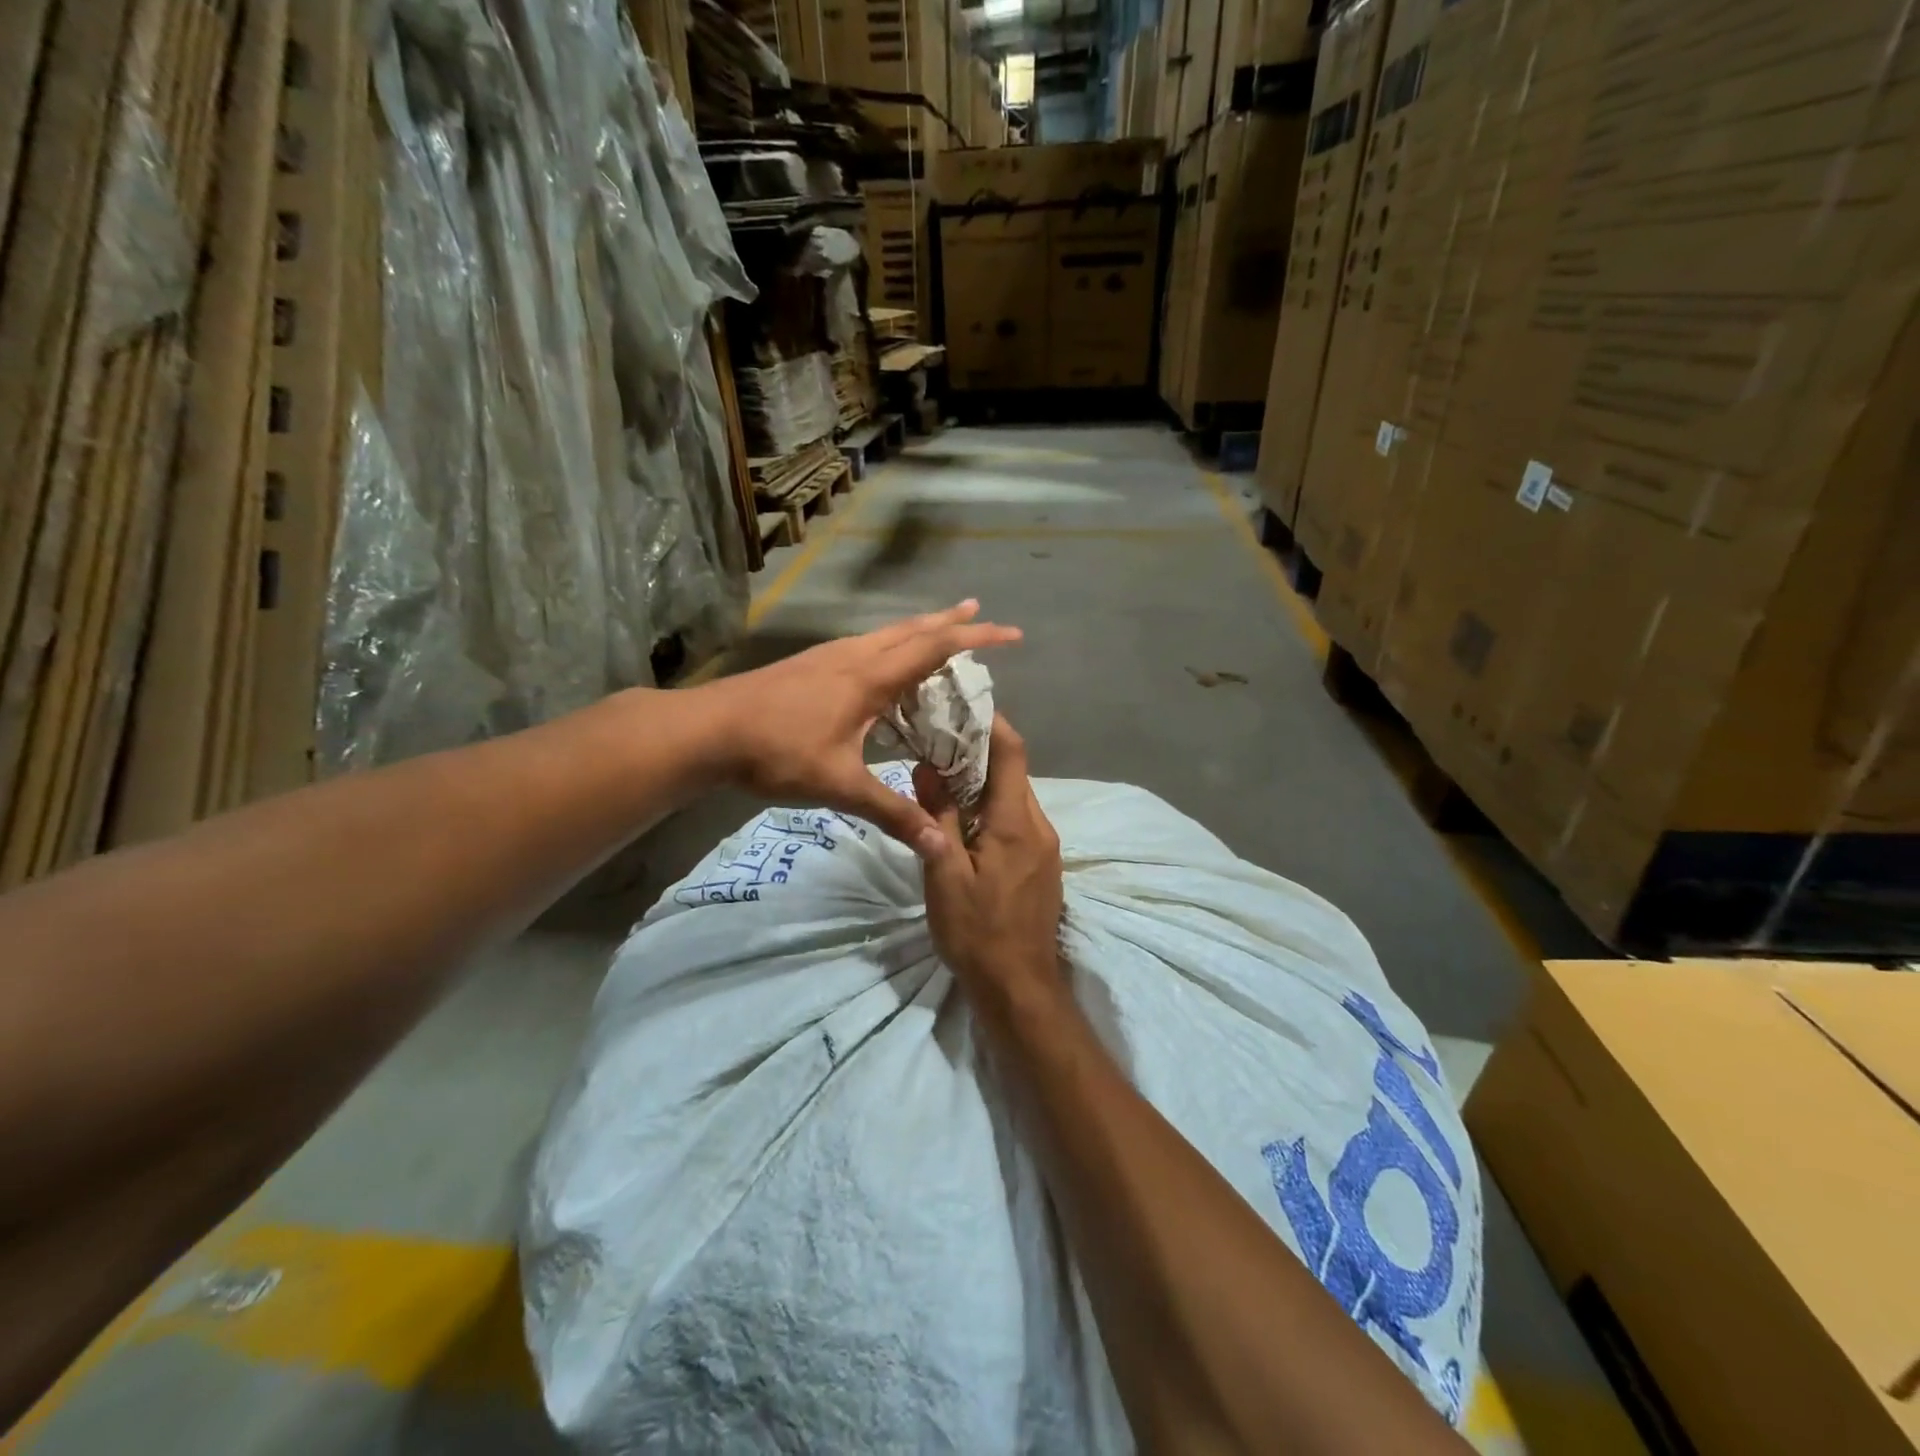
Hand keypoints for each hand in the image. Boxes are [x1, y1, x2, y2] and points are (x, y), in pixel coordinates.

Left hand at [699, 602, 1019, 859]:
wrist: (707, 731)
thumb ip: (893, 813)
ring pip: (886, 633)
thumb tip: (941, 844)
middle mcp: (853, 657)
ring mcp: (828, 657)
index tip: (1011, 632)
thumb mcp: (840, 786)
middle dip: (951, 620)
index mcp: (869, 678)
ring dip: (919, 629)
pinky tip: (884, 664)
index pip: (934, 648)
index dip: (976, 637)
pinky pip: (865, 646)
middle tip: (980, 610)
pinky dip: (891, 645)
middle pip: (912, 629)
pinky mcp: (810, 665)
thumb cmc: (777, 753)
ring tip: (940, 628)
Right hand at [915, 716, 1064, 994]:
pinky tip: (965, 820)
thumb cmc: (976, 932)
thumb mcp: (944, 875)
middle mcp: (1040, 826)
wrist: (1019, 987)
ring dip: (984, 783)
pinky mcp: (1043, 865)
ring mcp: (1046, 847)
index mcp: (1016, 823)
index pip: (1011, 753)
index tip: (961, 706)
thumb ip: (937, 818)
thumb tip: (926, 768)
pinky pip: (1018, 822)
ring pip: (1014, 798)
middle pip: (1013, 773)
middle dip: (979, 753)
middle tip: (938, 742)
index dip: (991, 723)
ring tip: (943, 778)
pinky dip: (992, 809)